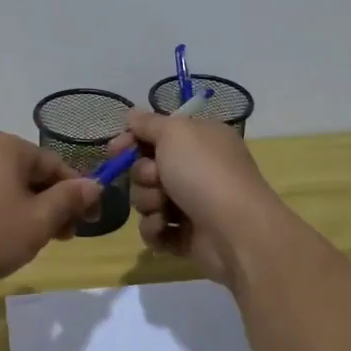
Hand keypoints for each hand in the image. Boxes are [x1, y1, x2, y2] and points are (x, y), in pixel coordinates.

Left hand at [0, 131, 100, 299]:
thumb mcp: (38, 221)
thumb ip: (69, 200)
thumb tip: (94, 185)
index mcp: (6, 146)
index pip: (56, 164)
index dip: (79, 193)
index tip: (93, 222)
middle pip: (33, 174)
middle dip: (54, 204)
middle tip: (66, 237)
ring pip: (12, 188)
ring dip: (32, 212)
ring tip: (37, 243)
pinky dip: (6, 215)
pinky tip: (6, 241)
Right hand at [110, 110, 283, 285]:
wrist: (235, 231)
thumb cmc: (204, 172)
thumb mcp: (174, 133)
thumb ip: (148, 123)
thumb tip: (132, 115)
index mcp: (199, 139)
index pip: (155, 134)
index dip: (131, 140)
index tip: (115, 149)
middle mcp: (196, 168)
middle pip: (145, 167)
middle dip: (143, 175)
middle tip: (156, 179)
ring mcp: (191, 204)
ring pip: (146, 199)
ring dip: (149, 202)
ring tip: (165, 209)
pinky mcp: (186, 236)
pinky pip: (155, 229)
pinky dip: (156, 229)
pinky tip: (166, 228)